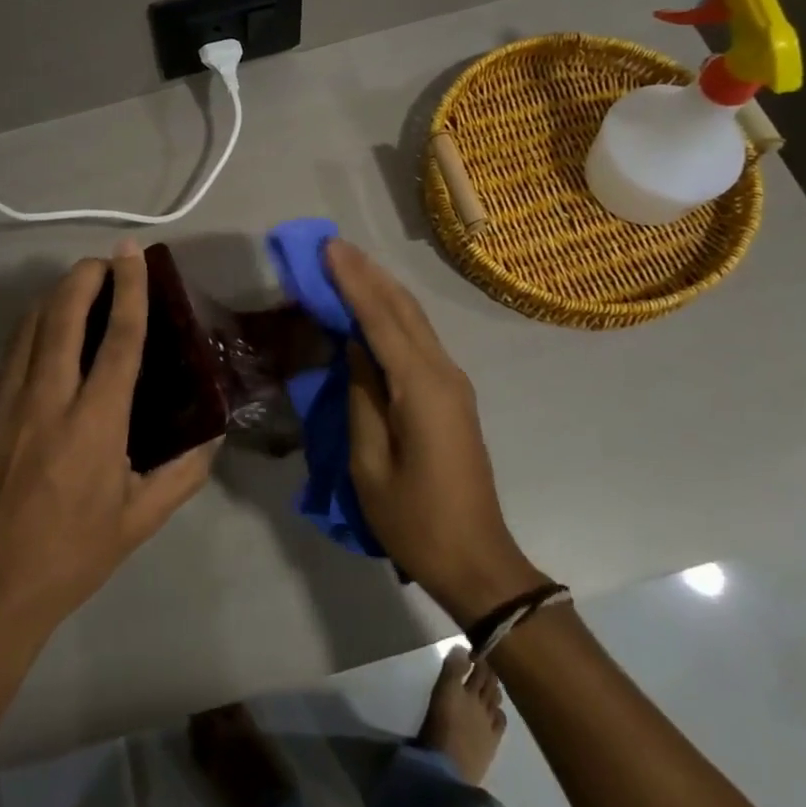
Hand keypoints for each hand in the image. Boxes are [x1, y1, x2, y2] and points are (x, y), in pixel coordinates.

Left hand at [0, 242, 218, 648]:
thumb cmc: (72, 556)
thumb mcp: (140, 520)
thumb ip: (184, 472)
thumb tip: (215, 433)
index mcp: (94, 425)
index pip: (118, 339)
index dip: (130, 290)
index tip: (133, 253)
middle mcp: (48, 400)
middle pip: (62, 315)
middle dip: (84, 276)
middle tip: (106, 262)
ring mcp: (9, 403)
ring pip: (29, 325)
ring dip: (55, 294)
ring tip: (80, 285)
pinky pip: (11, 350)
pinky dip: (32, 323)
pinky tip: (46, 327)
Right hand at [325, 239, 544, 623]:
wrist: (477, 560)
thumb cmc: (415, 519)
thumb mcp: (370, 463)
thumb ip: (362, 397)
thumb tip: (355, 349)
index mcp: (421, 388)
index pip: (381, 319)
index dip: (353, 281)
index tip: (328, 248)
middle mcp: (443, 373)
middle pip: (404, 309)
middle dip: (368, 274)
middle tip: (333, 246)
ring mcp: (453, 383)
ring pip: (415, 321)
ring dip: (381, 290)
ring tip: (348, 265)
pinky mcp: (452, 395)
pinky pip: (418, 341)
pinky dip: (392, 316)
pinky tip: (372, 309)